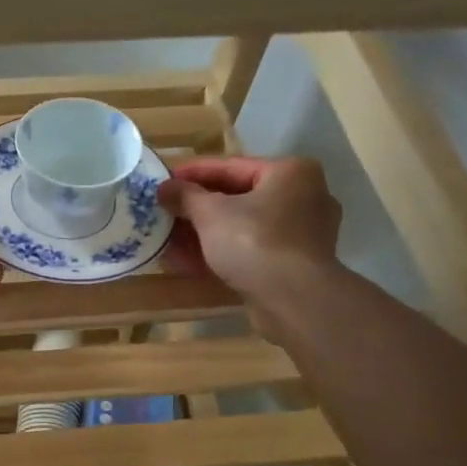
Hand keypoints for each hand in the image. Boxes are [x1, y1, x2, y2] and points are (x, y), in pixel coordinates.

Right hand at [160, 157, 340, 332]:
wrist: (293, 299)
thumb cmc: (254, 242)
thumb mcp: (210, 213)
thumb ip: (185, 196)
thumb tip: (164, 187)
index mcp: (290, 173)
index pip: (231, 166)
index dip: (192, 173)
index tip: (163, 180)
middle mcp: (303, 197)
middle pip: (237, 198)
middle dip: (197, 209)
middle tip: (165, 213)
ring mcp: (301, 234)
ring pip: (242, 227)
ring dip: (204, 234)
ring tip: (170, 240)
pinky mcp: (293, 264)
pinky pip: (251, 250)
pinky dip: (221, 253)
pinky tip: (188, 262)